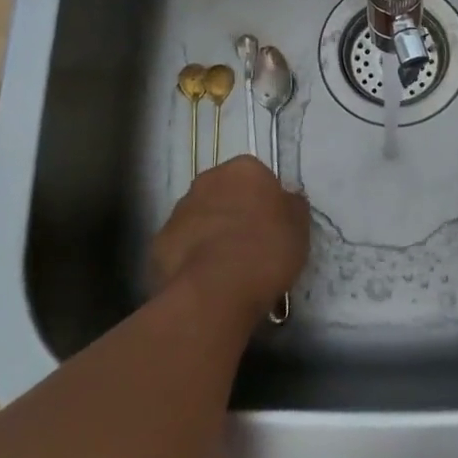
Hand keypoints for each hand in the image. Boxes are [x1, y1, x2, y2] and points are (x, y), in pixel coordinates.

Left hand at [150, 155, 309, 320]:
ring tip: (227, 269)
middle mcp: (207, 180)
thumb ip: (292, 206)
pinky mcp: (159, 242)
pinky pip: (182, 246)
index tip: (273, 227)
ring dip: (211, 234)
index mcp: (243, 169)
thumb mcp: (299, 226)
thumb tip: (287, 199)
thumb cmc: (266, 249)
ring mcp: (179, 210)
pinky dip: (191, 258)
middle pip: (225, 193)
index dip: (265, 202)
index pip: (257, 177)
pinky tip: (205, 280)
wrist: (216, 289)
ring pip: (201, 218)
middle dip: (235, 213)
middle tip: (251, 245)